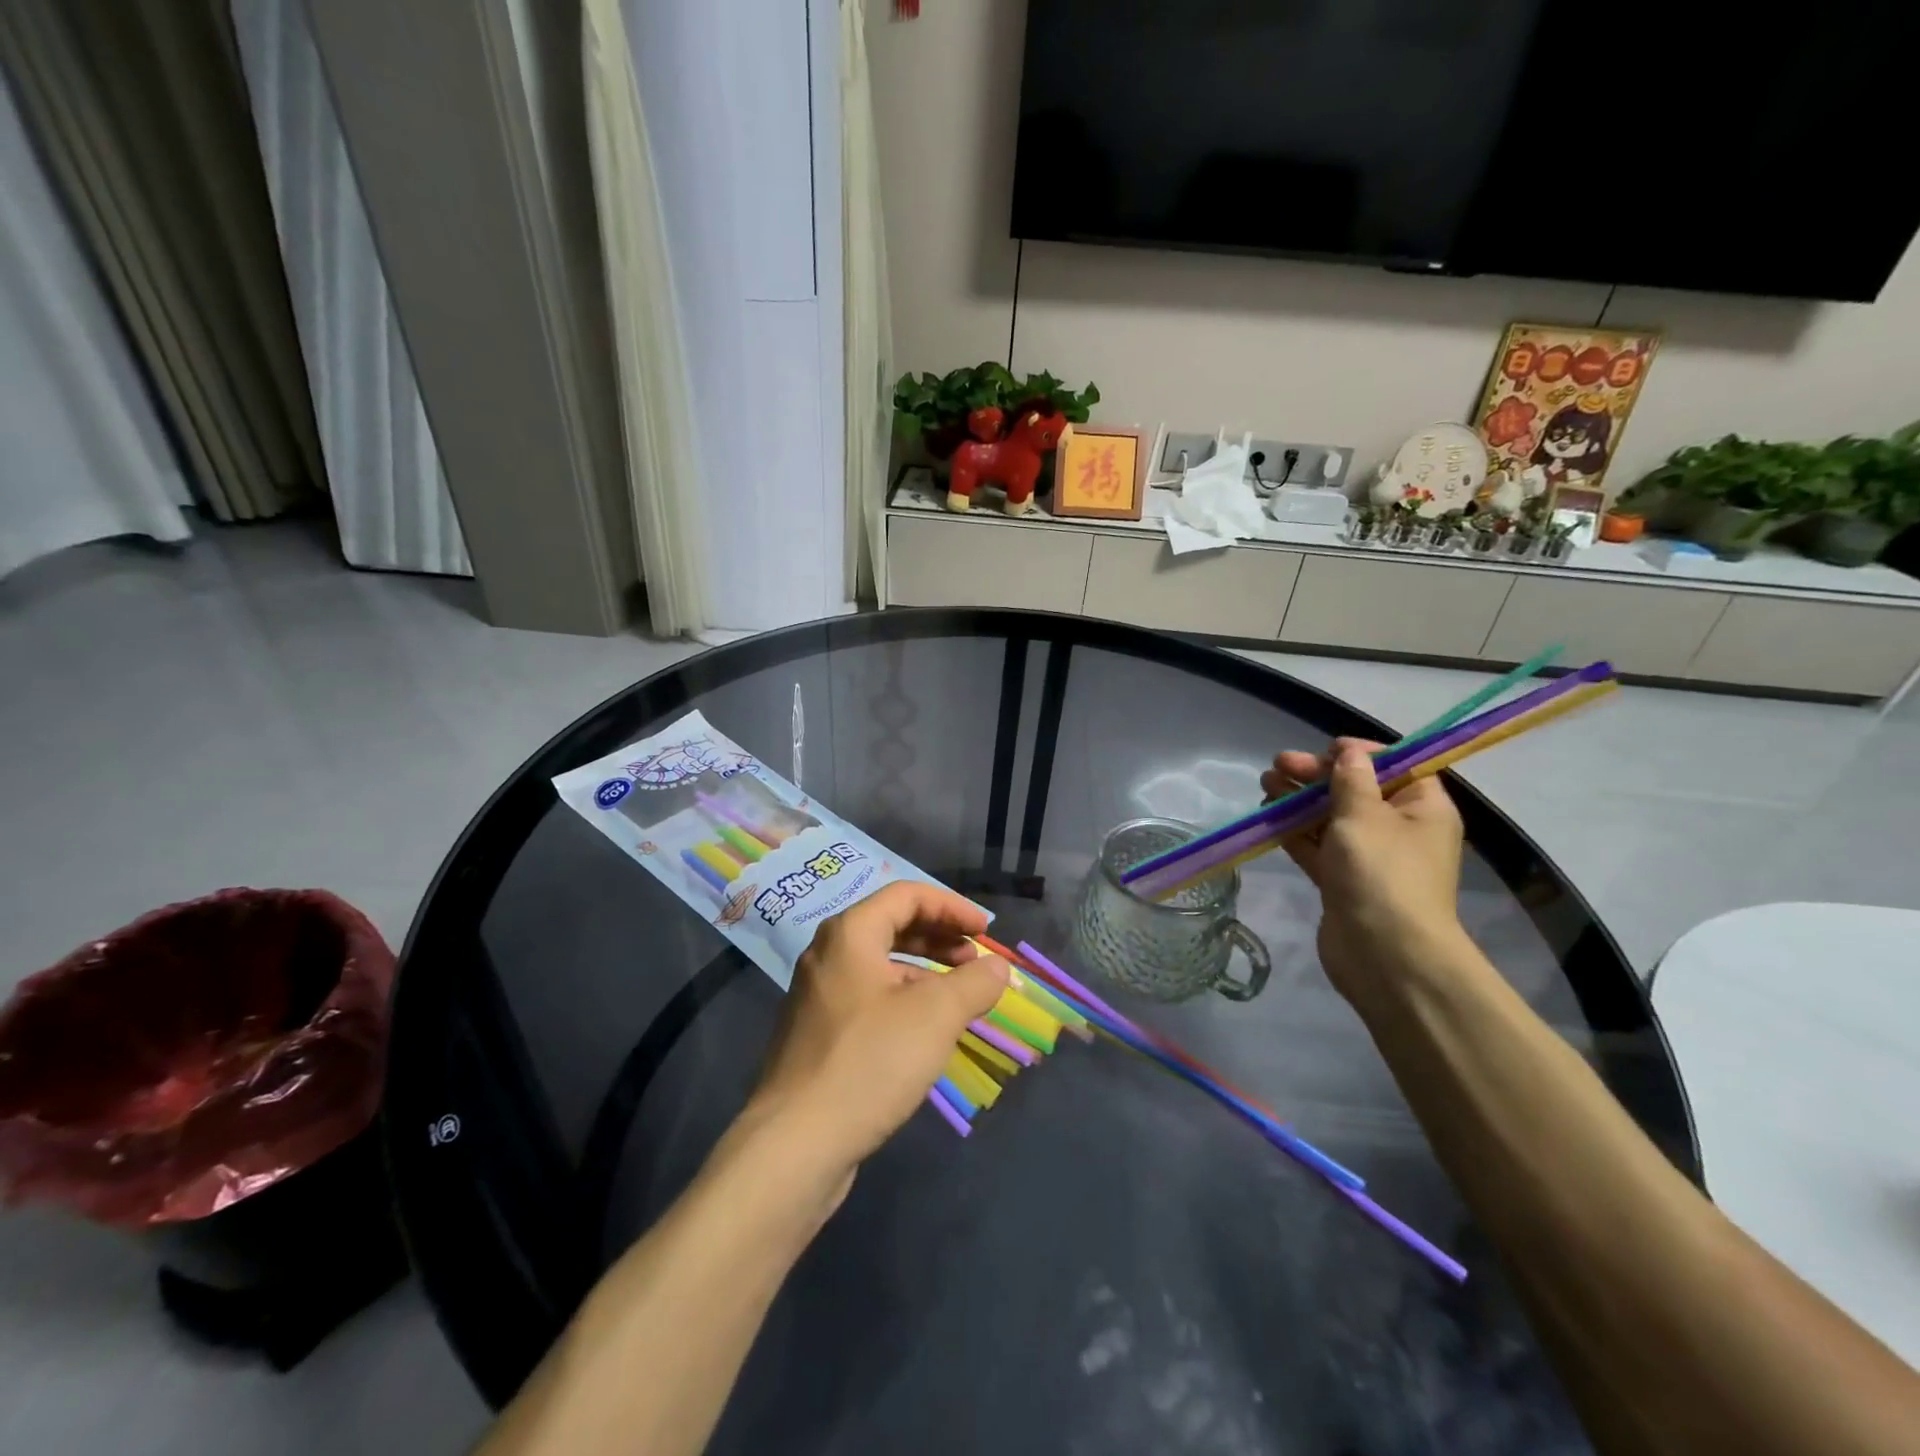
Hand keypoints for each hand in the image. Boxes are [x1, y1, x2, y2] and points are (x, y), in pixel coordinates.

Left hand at [745, 882, 1009, 1182]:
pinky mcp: (818, 1034)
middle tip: (975, 961)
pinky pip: (868, 996)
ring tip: (959, 996)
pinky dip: (903, 998)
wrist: (795, 1145)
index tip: (986, 932)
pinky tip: (925, 1031)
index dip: (952, 907)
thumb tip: (997, 968)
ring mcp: (818, 996)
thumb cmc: (869, 1063)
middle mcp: (828, 954)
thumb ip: (974, 983)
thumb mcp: (935, 1016)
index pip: (906, 895)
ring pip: (880, 964)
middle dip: (939, 937)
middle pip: (891, 925)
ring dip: (924, 970)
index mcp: (850, 934)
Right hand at [1262, 738, 1466, 1004]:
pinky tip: (1268, 816)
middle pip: (1356, 790)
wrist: (1384, 954)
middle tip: (1278, 764)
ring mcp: (1369, 857)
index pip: (1395, 765)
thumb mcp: (1364, 814)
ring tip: (1265, 784)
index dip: (1359, 753)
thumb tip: (1349, 753)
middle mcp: (1399, 829)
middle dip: (1316, 775)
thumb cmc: (1381, 872)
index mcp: (1422, 808)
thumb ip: (1350, 779)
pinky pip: (1317, 846)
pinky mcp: (1342, 880)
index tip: (1324, 750)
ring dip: (1299, 800)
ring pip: (1331, 817)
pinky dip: (1295, 830)